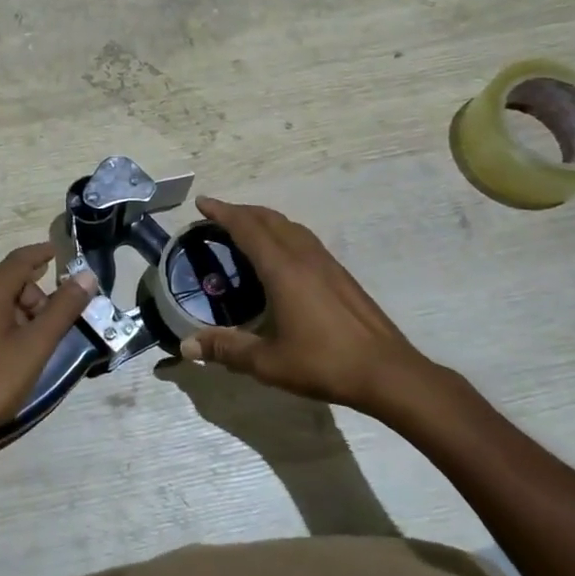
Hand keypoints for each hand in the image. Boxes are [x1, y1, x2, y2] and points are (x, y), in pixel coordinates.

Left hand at [0, 243, 96, 456]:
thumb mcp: (35, 347)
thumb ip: (62, 310)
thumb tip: (86, 276)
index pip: (20, 260)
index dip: (42, 253)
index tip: (59, 253)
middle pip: (9, 283)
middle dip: (35, 299)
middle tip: (50, 331)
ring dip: (18, 314)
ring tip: (30, 349)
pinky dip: (0, 325)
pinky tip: (5, 356)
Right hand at [177, 198, 445, 423]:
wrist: (387, 372)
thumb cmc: (324, 363)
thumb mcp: (268, 362)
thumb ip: (226, 349)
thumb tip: (187, 346)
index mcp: (282, 269)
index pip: (246, 227)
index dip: (222, 211)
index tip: (202, 202)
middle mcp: (303, 256)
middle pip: (268, 219)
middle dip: (240, 211)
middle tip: (216, 216)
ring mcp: (326, 262)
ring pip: (289, 225)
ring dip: (263, 220)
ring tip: (245, 230)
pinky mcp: (340, 274)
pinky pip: (303, 238)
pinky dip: (281, 233)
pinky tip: (280, 256)